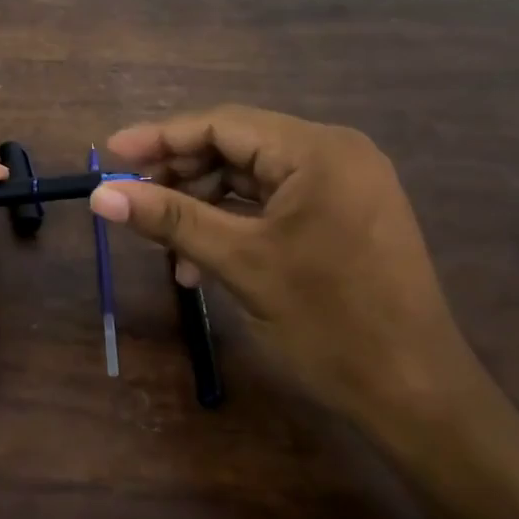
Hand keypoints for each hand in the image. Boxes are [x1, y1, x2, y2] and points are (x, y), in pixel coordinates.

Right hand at [89, 106, 481, 431]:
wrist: (417, 395)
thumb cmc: (329, 323)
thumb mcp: (240, 264)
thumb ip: (169, 219)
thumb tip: (101, 195)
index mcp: (317, 151)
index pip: (222, 124)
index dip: (160, 138)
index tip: (111, 155)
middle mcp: (334, 154)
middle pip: (236, 147)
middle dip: (181, 176)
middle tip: (133, 202)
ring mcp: (344, 185)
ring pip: (252, 178)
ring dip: (204, 206)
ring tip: (166, 247)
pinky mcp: (344, 215)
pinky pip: (274, 204)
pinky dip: (235, 224)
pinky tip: (202, 261)